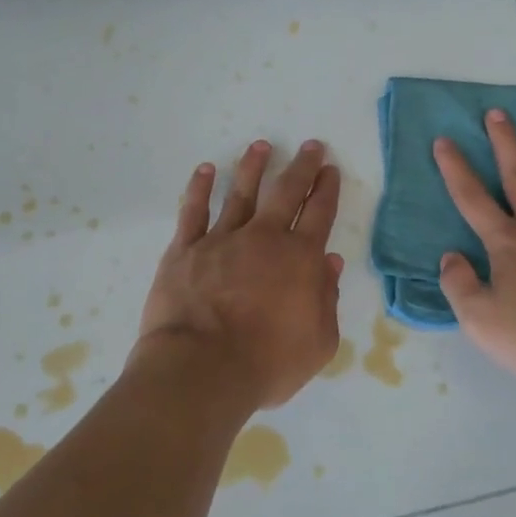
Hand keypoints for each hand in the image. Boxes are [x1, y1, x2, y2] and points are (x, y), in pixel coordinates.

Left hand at [139, 139, 345, 409]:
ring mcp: (221, 240)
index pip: (319, 213)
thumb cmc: (267, 363)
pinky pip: (193, 211)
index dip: (327, 189)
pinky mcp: (185, 250)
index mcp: (300, 259)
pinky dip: (200, 188)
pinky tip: (206, 170)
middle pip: (286, 192)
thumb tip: (329, 263)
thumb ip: (327, 299)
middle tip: (311, 146)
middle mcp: (264, 238)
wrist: (202, 370)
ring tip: (261, 146)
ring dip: (253, 167)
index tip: (330, 169)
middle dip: (301, 167)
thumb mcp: (319, 342)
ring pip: (241, 193)